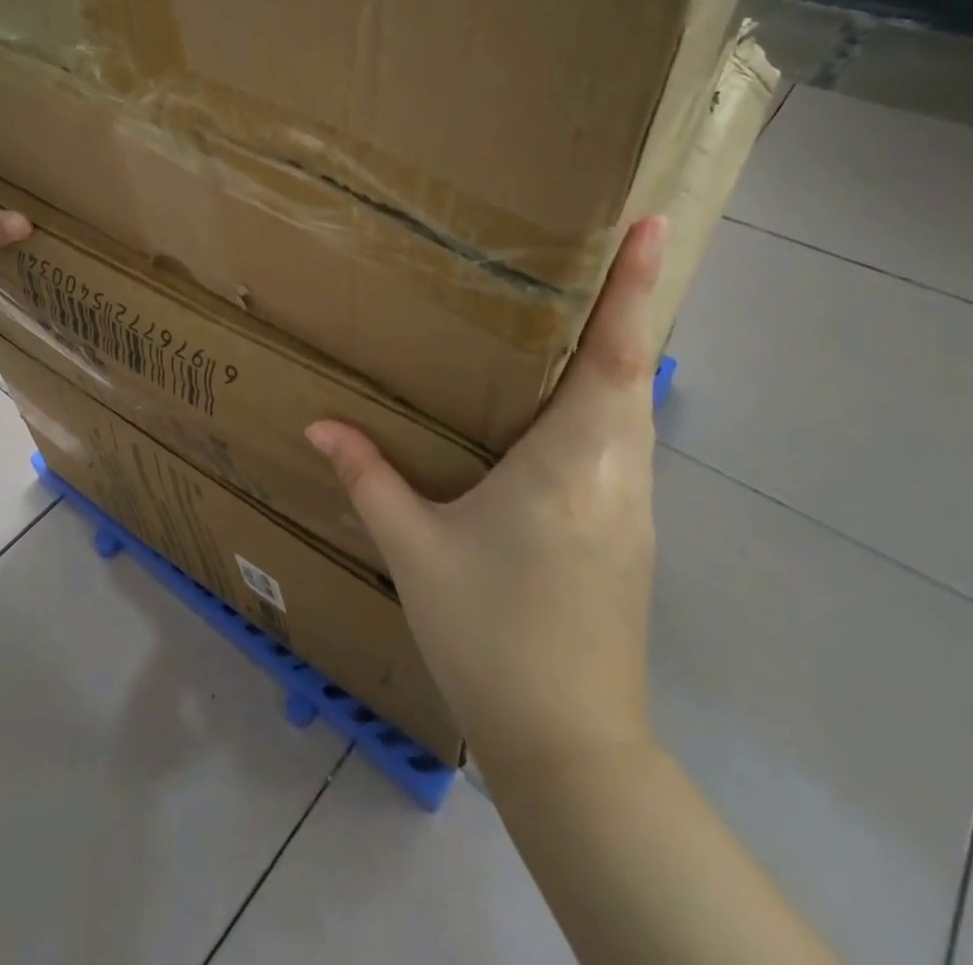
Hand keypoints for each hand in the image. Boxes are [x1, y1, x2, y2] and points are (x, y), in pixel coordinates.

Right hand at [306, 216, 667, 770]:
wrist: (569, 746)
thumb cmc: (491, 637)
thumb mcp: (416, 551)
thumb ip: (369, 477)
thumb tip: (319, 424)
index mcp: (572, 462)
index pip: (614, 357)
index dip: (635, 288)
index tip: (653, 225)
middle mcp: (619, 472)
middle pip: (635, 369)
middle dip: (630, 303)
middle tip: (612, 246)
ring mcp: (635, 505)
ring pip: (636, 406)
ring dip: (622, 351)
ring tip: (590, 307)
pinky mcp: (633, 532)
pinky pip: (627, 441)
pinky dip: (611, 398)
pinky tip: (572, 402)